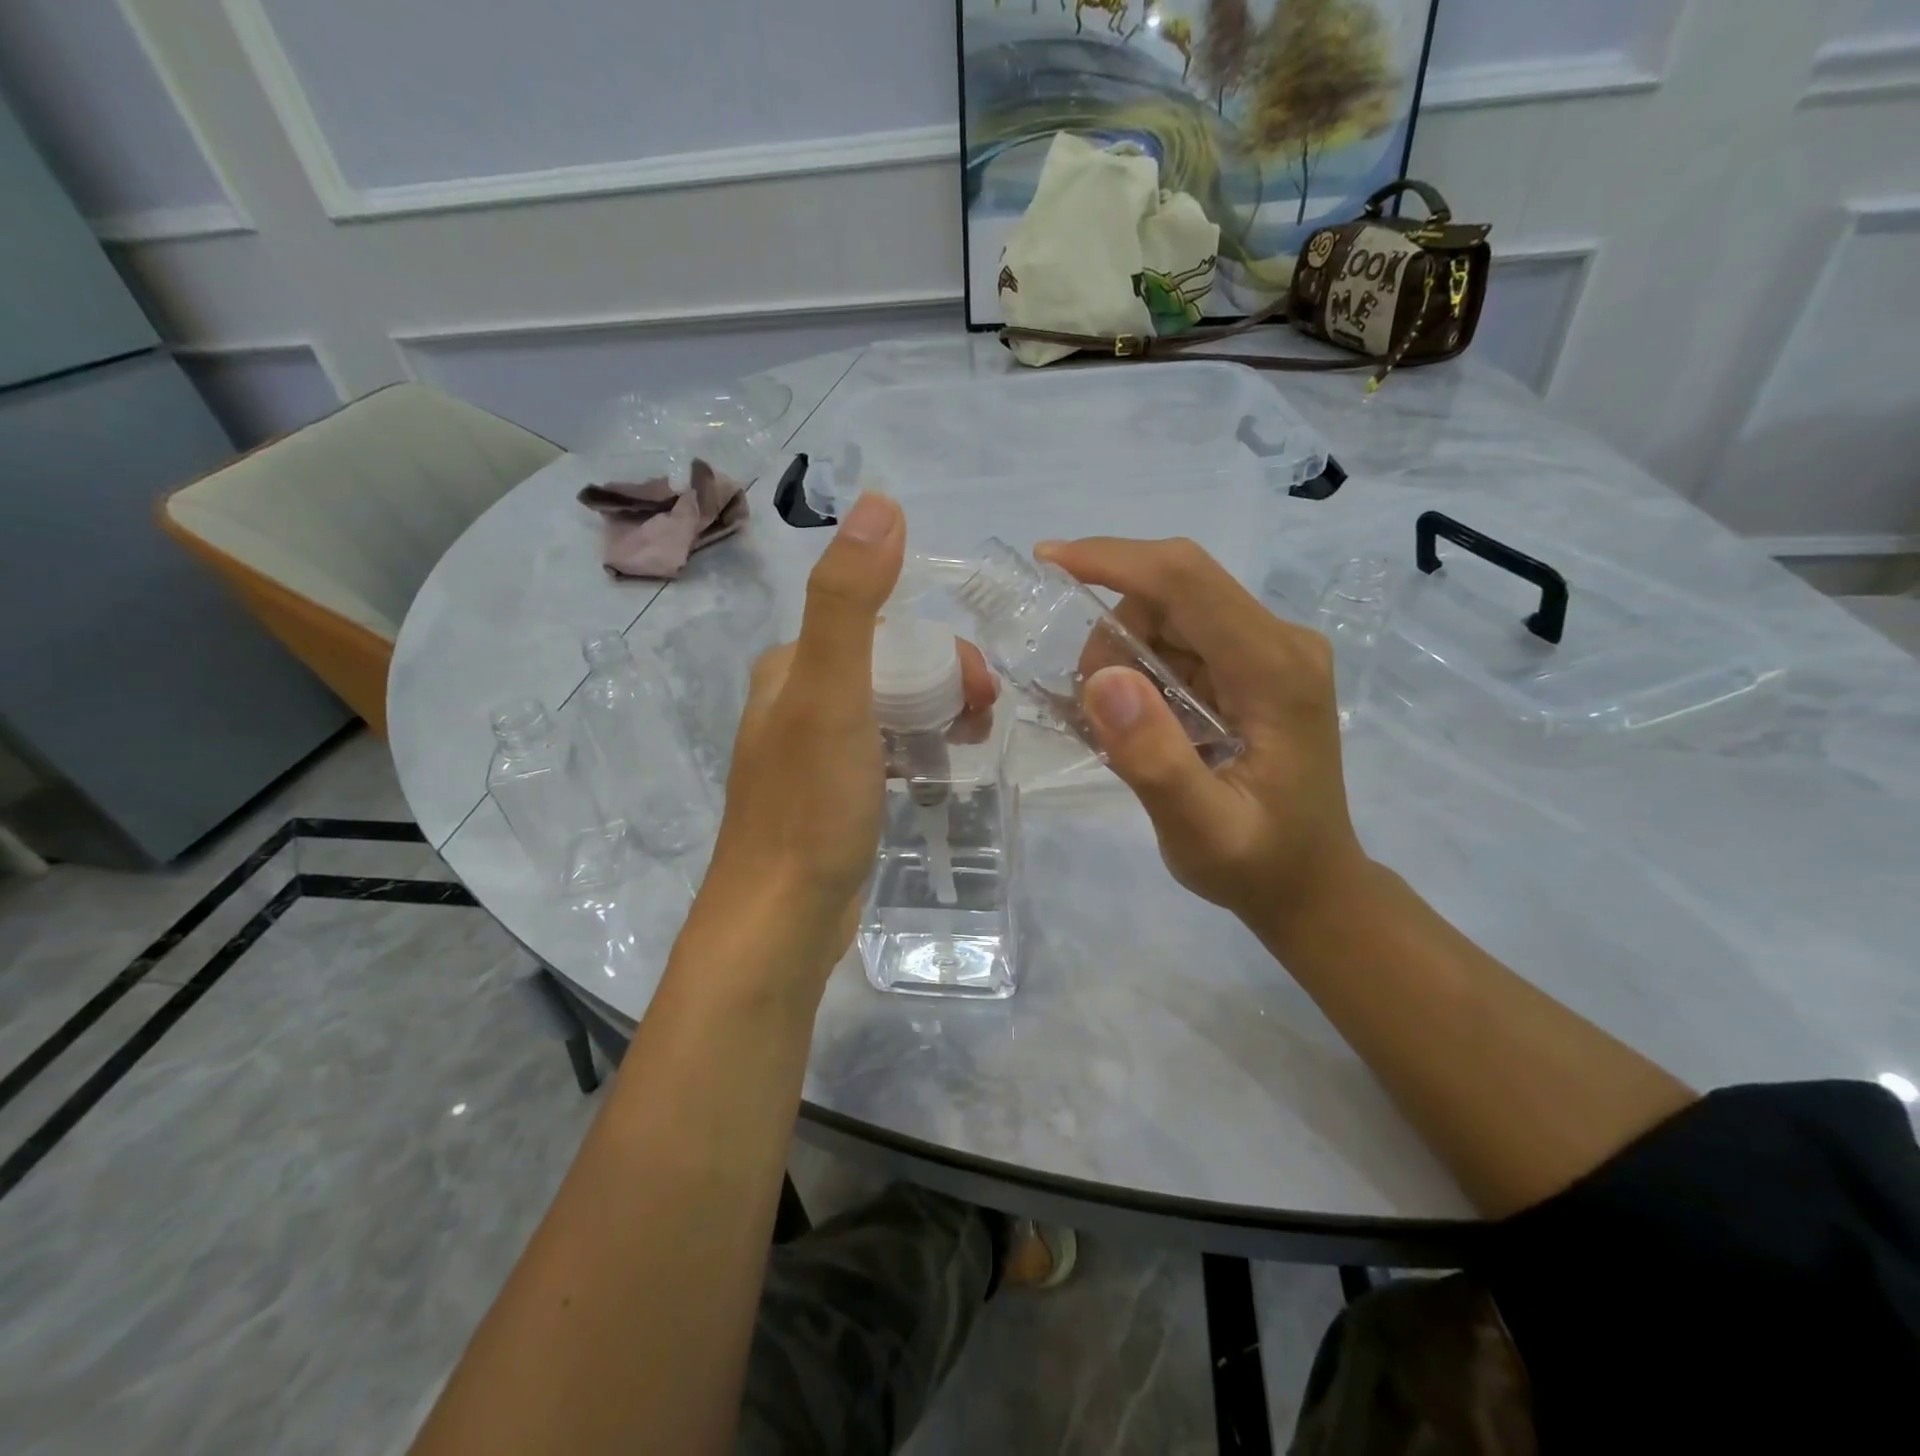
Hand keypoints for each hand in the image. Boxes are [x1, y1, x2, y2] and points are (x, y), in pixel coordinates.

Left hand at [678, 494, 995, 998]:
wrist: (780, 921)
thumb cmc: (810, 807)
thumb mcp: (833, 695)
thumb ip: (851, 601)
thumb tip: (880, 505)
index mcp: (791, 668)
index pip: (878, 626)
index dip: (937, 646)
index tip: (977, 687)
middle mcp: (795, 701)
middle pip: (888, 667)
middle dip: (942, 681)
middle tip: (981, 718)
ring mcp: (812, 753)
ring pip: (889, 709)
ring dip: (935, 714)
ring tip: (971, 744)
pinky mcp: (831, 796)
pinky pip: (884, 751)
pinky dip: (917, 750)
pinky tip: (938, 772)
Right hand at [1035, 536, 1369, 944]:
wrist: (1310, 884)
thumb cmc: (1259, 866)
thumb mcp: (1200, 830)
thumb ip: (1154, 760)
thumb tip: (1102, 678)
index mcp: (1275, 670)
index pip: (1187, 580)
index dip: (1113, 560)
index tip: (1048, 562)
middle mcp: (1280, 642)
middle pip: (1173, 590)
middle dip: (1112, 632)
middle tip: (1091, 707)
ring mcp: (1271, 650)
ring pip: (1170, 611)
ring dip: (1124, 654)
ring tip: (1119, 727)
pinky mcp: (1255, 665)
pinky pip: (1181, 638)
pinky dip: (1142, 667)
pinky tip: (1139, 719)